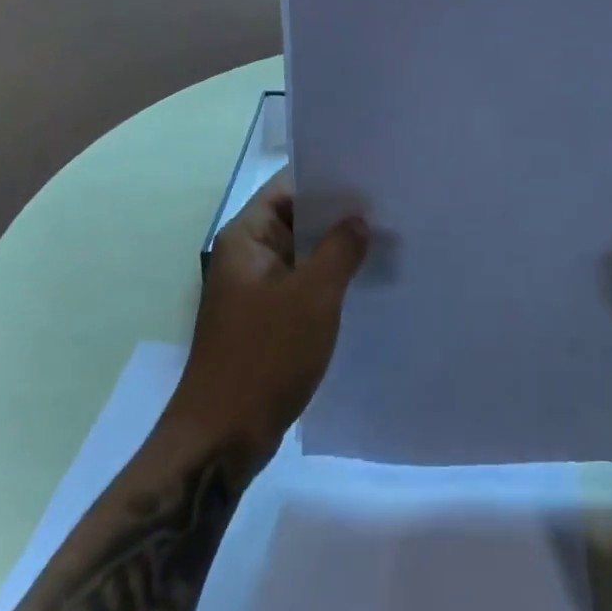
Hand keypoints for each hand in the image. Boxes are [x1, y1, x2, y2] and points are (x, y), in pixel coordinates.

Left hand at [164, 169, 368, 472]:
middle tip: (388, 205)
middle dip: (337, 214)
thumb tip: (358, 220)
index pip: (288, 186)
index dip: (326, 177)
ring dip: (335, 249)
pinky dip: (327, 280)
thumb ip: (339, 249)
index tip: (369, 174)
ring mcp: (254, 289)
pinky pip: (300, 285)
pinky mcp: (265, 319)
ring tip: (384, 239)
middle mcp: (246, 255)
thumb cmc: (265, 356)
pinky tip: (363, 282)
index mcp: (246, 237)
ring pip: (301, 254)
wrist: (223, 436)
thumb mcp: (313, 296)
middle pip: (295, 218)